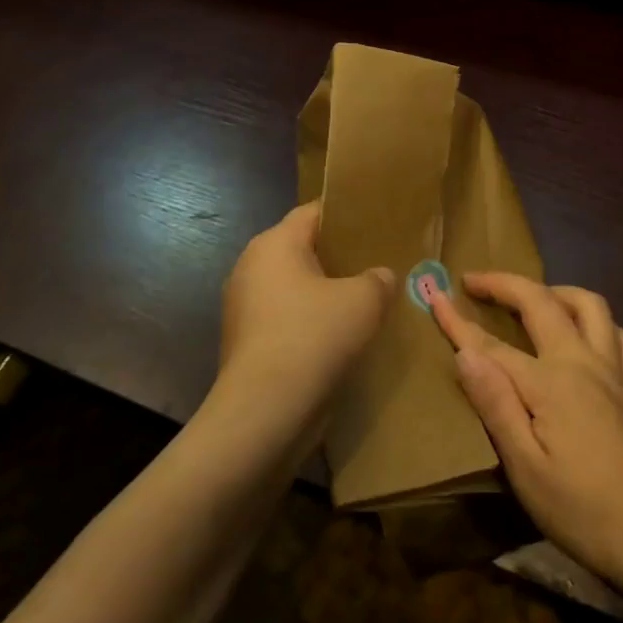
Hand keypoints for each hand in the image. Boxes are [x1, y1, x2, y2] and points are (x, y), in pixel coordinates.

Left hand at [215, 202, 394, 447]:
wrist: (266, 410)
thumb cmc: (314, 337)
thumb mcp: (365, 300)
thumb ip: (378, 279)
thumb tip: (379, 277)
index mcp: (274, 244)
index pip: (313, 212)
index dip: (346, 215)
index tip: (377, 224)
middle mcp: (251, 267)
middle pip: (302, 249)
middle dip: (338, 256)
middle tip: (377, 262)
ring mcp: (244, 306)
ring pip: (294, 286)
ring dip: (324, 292)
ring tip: (364, 300)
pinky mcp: (247, 341)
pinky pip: (286, 317)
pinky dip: (310, 320)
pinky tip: (340, 335)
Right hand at [429, 272, 622, 593]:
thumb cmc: (582, 509)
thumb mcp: (525, 468)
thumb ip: (496, 404)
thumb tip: (466, 353)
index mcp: (551, 382)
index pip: (493, 344)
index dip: (460, 322)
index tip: (434, 297)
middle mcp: (584, 361)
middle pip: (542, 303)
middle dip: (505, 284)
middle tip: (475, 280)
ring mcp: (615, 370)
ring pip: (590, 305)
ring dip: (557, 290)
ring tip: (533, 297)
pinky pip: (620, 335)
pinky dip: (598, 321)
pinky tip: (587, 335)